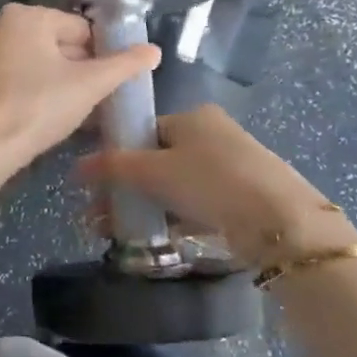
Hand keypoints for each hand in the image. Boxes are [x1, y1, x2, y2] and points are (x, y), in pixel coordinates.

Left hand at [0, 4, 160, 173]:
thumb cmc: (39, 107)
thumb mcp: (90, 85)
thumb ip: (125, 64)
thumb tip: (155, 50)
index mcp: (27, 15)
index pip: (81, 29)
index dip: (100, 57)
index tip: (106, 85)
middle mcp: (2, 23)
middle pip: (60, 42)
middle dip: (80, 69)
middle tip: (93, 100)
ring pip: (41, 59)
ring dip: (62, 80)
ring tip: (76, 109)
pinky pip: (21, 73)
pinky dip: (38, 88)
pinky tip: (50, 112)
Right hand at [75, 105, 356, 266]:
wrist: (279, 221)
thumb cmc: (209, 181)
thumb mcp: (154, 171)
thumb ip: (113, 166)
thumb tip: (76, 166)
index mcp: (192, 117)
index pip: (144, 130)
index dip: (117, 155)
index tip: (97, 184)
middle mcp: (212, 135)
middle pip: (157, 160)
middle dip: (125, 188)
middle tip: (100, 215)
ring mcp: (230, 167)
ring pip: (175, 185)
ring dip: (145, 206)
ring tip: (116, 233)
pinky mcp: (242, 199)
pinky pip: (196, 205)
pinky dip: (173, 219)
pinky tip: (153, 239)